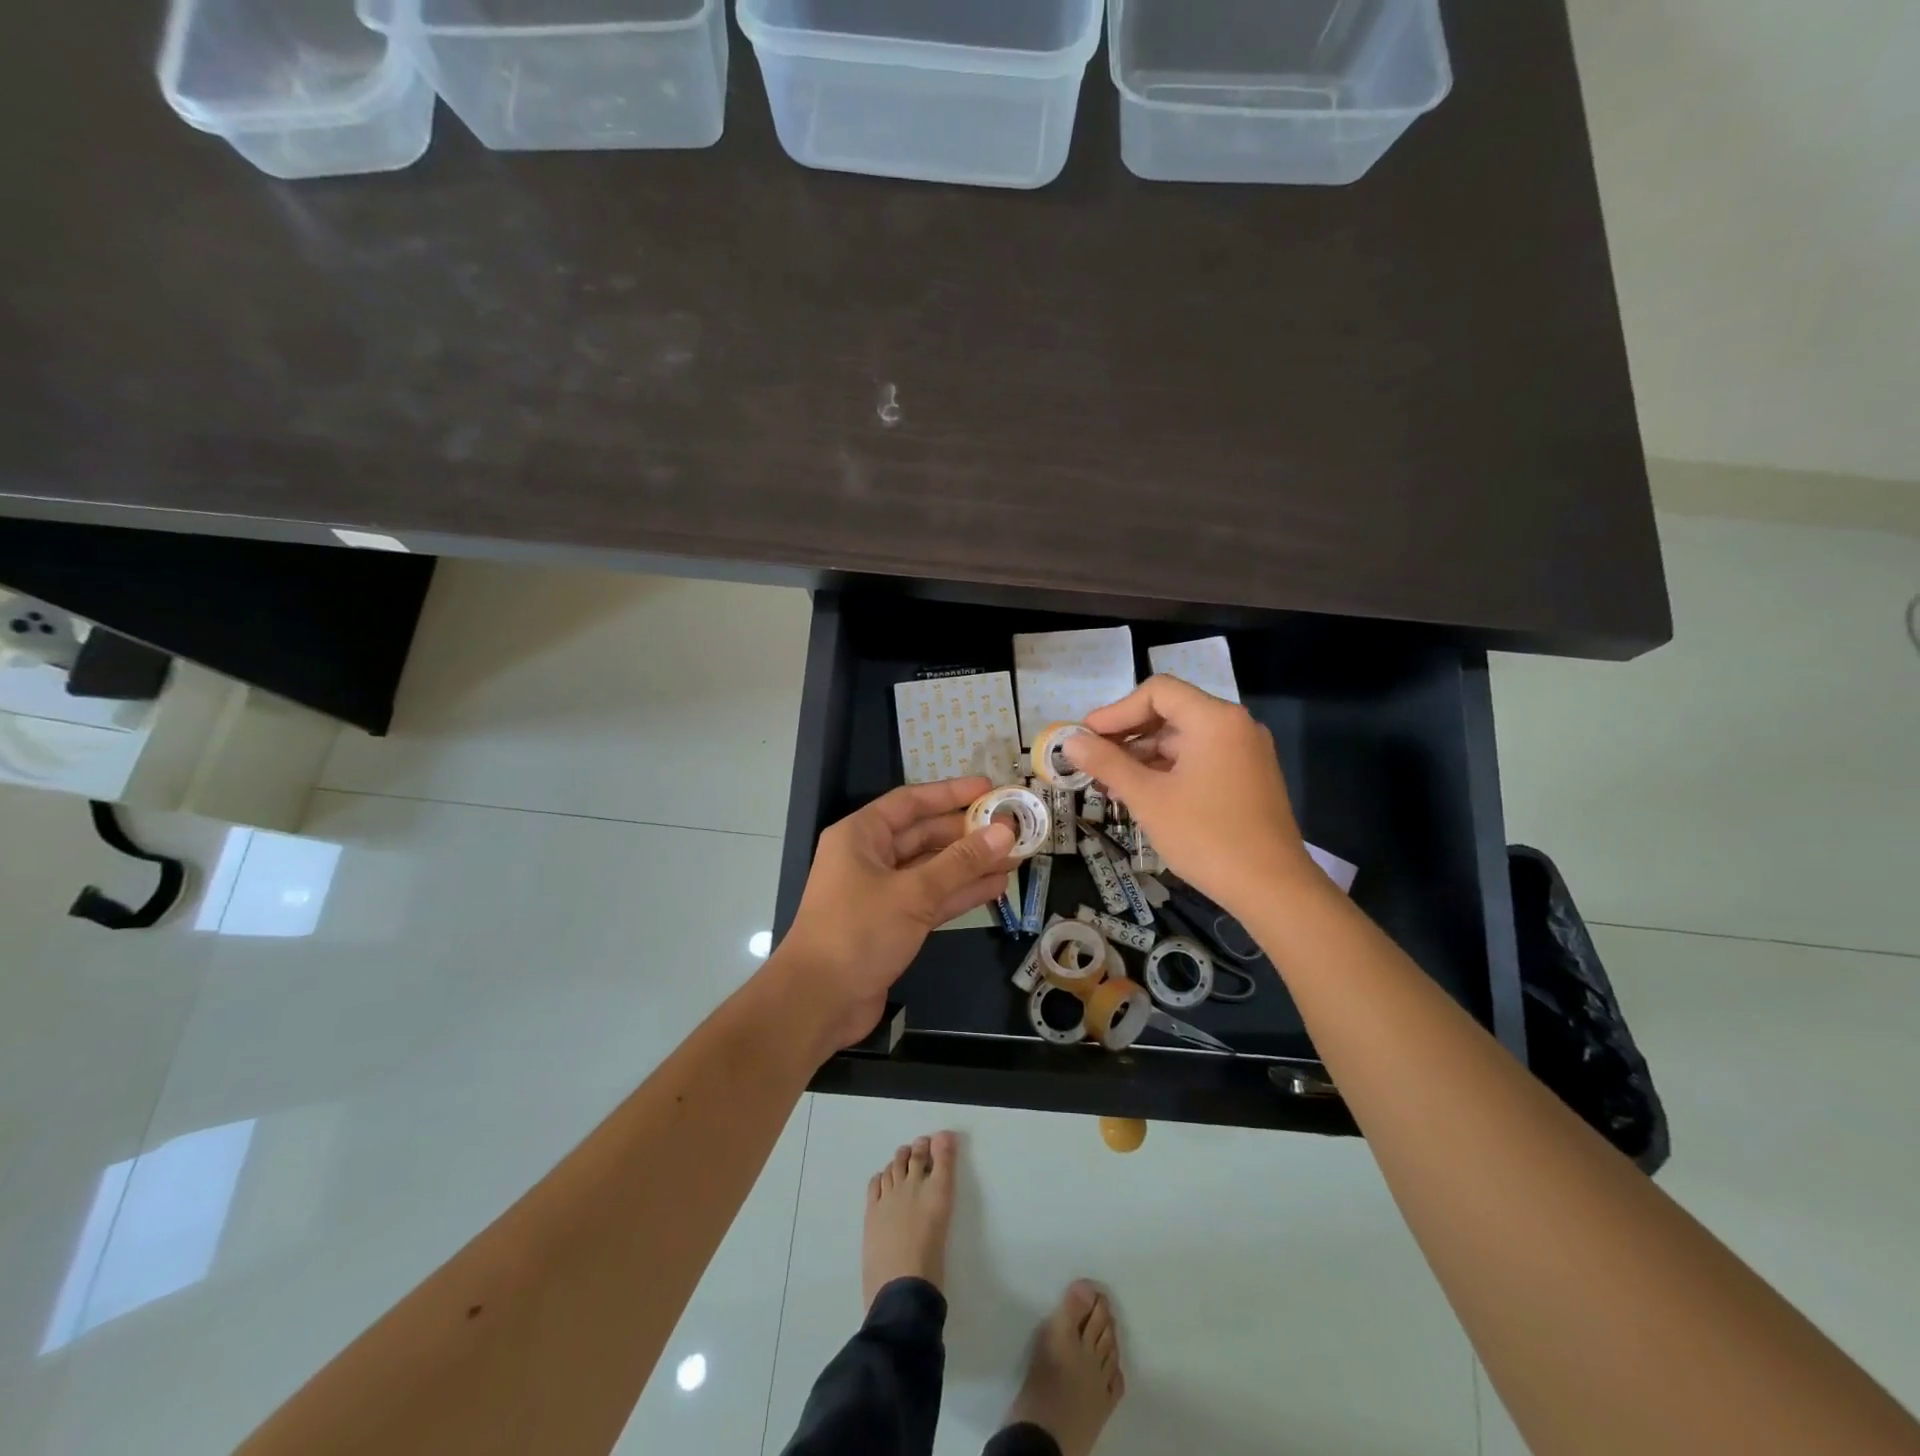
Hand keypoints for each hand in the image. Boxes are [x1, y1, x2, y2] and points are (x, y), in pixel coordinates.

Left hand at [778, 777, 1015, 1052]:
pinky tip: (995, 887)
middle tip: (1012, 828)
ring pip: (932, 869)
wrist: (818, 1001)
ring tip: (1015, 856)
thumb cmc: (858, 931)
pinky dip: (960, 893)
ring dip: (970, 864)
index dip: (951, 793)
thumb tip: (1004, 832)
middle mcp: (869, 857)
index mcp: (861, 836)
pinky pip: (932, 898)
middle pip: (924, 835)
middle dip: (967, 833)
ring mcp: (881, 893)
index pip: (911, 802)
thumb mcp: (913, 893)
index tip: (989, 789)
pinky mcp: (892, 924)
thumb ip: (961, 863)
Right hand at [1064, 676, 1317, 920]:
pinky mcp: (1249, 777)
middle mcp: (1235, 725)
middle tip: (1093, 761)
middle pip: (1171, 713)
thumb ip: (1107, 763)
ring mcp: (1246, 752)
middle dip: (1127, 735)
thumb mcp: (1148, 798)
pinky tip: (1143, 794)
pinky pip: (1201, 759)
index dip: (1116, 711)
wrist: (1272, 888)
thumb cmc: (1206, 836)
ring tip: (1110, 784)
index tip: (1087, 736)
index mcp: (1214, 719)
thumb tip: (1070, 741)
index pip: (1157, 692)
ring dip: (1144, 756)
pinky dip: (1169, 769)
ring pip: (1184, 739)